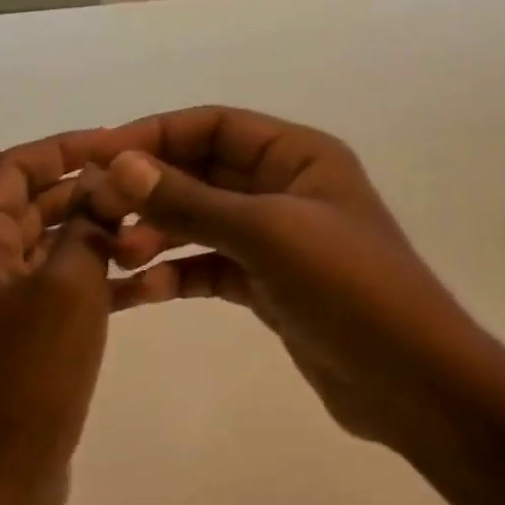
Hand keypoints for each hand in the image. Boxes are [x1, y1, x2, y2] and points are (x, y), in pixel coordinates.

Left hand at [0, 130, 119, 504]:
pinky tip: (143, 281)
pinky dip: (94, 277)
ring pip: (50, 248)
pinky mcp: (20, 338)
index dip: (61, 148)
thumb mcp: (69, 287)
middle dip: (85, 192)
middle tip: (142, 187)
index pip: (11, 170)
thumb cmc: (30, 372)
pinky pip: (58, 289)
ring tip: (150, 228)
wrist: (1, 476)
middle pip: (31, 207)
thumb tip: (104, 192)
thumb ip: (87, 229)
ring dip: (95, 234)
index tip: (114, 144)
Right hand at [83, 107, 498, 451]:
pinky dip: (177, 275)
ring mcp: (279, 241)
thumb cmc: (348, 287)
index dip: (154, 135)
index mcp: (299, 156)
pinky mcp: (271, 287)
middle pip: (204, 173)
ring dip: (158, 233)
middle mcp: (288, 189)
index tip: (96, 157)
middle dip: (151, 190)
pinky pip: (212, 269)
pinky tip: (140, 292)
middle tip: (96, 216)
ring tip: (115, 256)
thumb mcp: (268, 234)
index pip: (215, 126)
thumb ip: (192, 200)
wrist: (408, 378)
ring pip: (204, 223)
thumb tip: (119, 164)